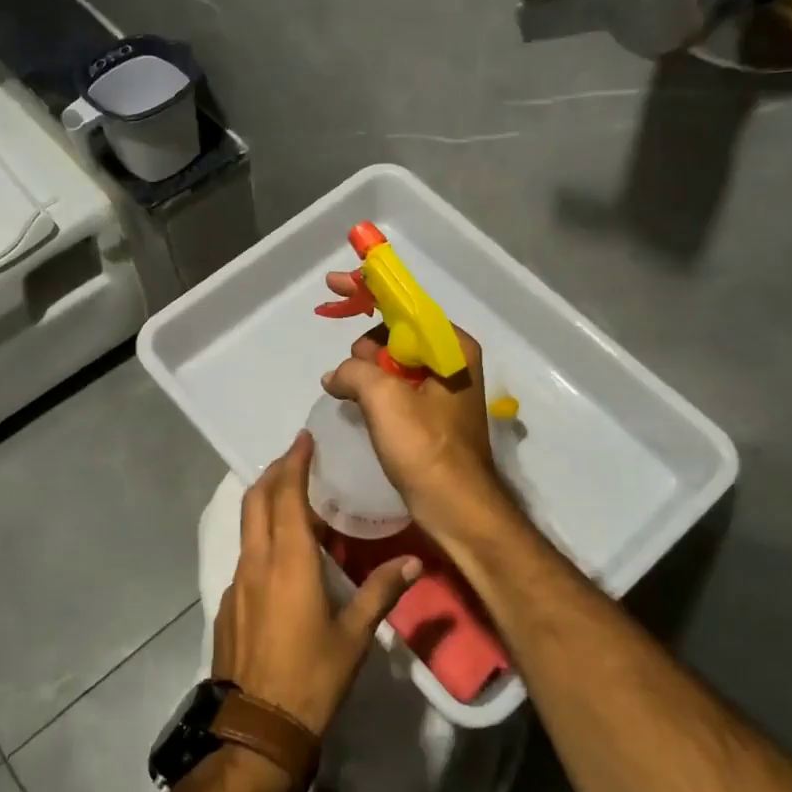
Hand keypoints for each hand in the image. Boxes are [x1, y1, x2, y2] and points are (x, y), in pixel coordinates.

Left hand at [213, 431, 421, 736]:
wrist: (255, 728)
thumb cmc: (311, 678)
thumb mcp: (354, 636)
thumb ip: (382, 592)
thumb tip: (414, 562)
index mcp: (289, 562)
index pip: (286, 495)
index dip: (293, 463)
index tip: (303, 438)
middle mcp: (257, 562)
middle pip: (256, 500)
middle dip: (274, 472)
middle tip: (297, 457)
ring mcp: (238, 583)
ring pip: (247, 526)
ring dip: (265, 501)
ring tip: (292, 496)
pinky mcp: (229, 604)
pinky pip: (246, 554)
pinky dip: (262, 535)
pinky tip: (282, 553)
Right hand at [320, 273, 504, 531]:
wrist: (457, 508)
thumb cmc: (426, 449)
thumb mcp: (384, 399)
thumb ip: (354, 371)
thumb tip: (336, 376)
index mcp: (450, 346)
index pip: (404, 303)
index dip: (368, 289)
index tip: (334, 283)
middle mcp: (450, 359)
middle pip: (395, 332)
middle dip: (365, 347)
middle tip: (350, 378)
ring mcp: (441, 388)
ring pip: (391, 362)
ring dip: (365, 373)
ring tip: (351, 398)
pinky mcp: (430, 414)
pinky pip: (394, 387)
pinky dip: (373, 391)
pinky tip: (356, 406)